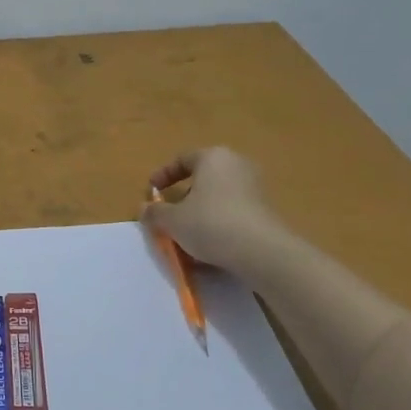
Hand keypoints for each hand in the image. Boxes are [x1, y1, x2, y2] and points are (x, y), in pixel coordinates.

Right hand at [142, 146, 285, 270]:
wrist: (262, 252)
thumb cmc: (210, 224)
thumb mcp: (172, 220)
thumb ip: (155, 212)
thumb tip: (144, 208)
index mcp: (213, 157)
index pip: (182, 159)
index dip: (163, 175)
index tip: (151, 192)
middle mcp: (236, 164)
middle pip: (203, 177)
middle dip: (184, 195)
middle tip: (170, 213)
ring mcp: (255, 187)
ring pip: (218, 196)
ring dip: (201, 211)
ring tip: (188, 233)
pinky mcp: (266, 209)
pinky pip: (233, 211)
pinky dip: (219, 222)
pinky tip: (211, 244)